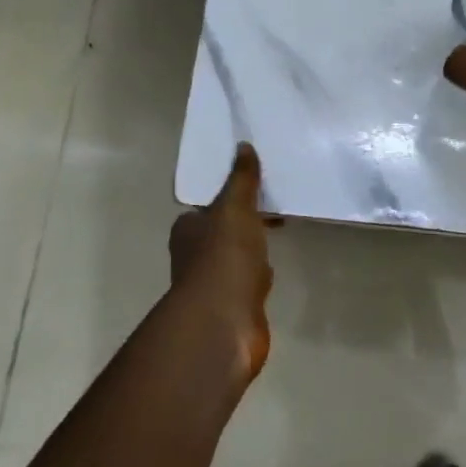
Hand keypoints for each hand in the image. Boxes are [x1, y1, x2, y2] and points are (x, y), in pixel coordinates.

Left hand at [170, 144, 276, 380]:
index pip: (207, 207)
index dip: (228, 198)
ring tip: (277, 233)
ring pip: (234, 257)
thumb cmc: (224, 257)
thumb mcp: (235, 207)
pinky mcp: (231, 306)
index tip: (254, 189)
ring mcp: (212, 284)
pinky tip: (271, 271)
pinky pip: (247, 281)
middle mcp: (193, 255)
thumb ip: (241, 178)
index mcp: (188, 229)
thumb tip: (243, 145)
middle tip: (271, 208)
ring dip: (251, 248)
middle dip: (242, 223)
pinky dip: (258, 274)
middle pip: (220, 231)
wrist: (223, 321)